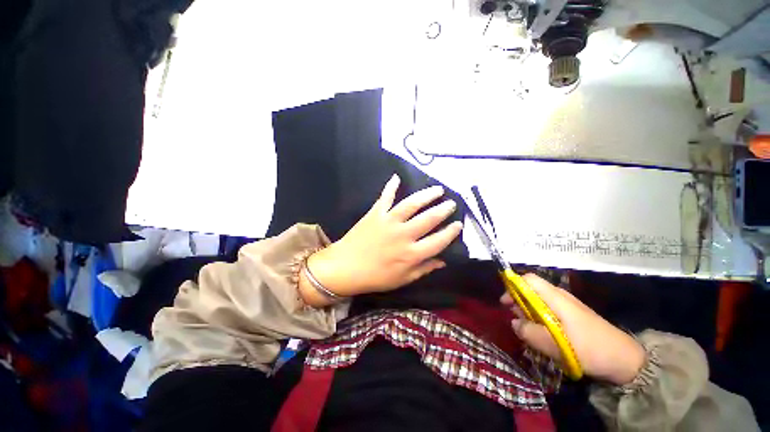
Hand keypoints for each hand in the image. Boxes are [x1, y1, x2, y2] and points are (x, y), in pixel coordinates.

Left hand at [305, 174, 462, 299]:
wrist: (344, 268)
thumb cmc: (375, 277)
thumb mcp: (403, 279)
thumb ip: (424, 269)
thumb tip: (443, 261)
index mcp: (411, 254)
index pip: (438, 241)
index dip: (451, 232)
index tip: (459, 224)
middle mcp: (403, 235)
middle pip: (428, 219)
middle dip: (443, 209)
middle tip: (451, 203)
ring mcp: (389, 221)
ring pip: (412, 204)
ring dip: (426, 195)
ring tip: (437, 189)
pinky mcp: (375, 213)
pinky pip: (385, 197)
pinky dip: (391, 186)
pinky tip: (397, 177)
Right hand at [501, 274, 645, 384]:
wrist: (625, 360)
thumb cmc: (589, 349)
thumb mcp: (554, 344)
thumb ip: (529, 332)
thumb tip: (514, 323)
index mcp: (555, 297)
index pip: (528, 280)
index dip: (513, 286)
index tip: (505, 303)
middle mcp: (560, 297)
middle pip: (531, 290)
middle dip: (518, 302)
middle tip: (515, 320)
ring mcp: (568, 306)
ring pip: (539, 301)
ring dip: (528, 312)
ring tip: (527, 330)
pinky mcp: (573, 316)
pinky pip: (549, 311)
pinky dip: (540, 319)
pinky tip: (542, 334)